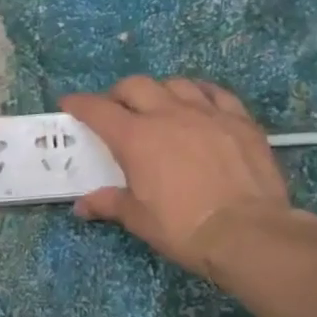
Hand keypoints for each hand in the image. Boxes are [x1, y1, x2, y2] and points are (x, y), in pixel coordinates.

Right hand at [61, 76, 299, 275]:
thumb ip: (109, 203)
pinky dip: (201, 93)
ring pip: (176, 84)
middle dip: (119, 94)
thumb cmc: (182, 227)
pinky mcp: (240, 120)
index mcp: (136, 138)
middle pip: (135, 86)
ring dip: (159, 91)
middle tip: (116, 110)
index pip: (98, 110)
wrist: (247, 232)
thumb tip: (83, 206)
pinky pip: (216, 93)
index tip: (69, 104)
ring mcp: (207, 113)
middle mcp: (168, 115)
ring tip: (159, 106)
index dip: (79, 104)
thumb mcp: (138, 219)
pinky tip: (200, 103)